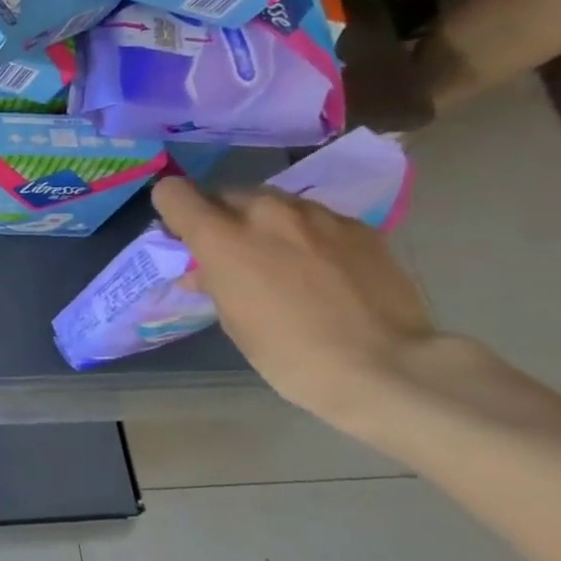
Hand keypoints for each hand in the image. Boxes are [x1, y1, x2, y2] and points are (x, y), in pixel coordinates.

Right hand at [150, 177, 439, 422]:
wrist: (387, 366)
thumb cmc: (289, 353)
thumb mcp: (234, 321)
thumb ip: (214, 282)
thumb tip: (204, 272)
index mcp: (222, 237)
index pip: (174, 193)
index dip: (172, 210)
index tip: (182, 235)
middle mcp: (265, 212)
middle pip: (226, 195)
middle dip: (223, 218)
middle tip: (234, 255)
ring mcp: (317, 215)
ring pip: (274, 203)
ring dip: (267, 224)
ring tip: (283, 262)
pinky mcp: (359, 226)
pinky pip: (317, 220)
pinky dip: (309, 236)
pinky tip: (325, 271)